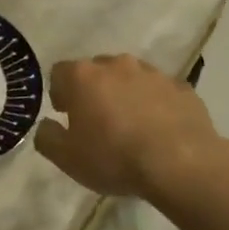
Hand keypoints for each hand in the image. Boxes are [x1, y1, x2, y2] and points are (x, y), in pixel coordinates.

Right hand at [34, 54, 228, 199]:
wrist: (181, 165)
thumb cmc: (114, 157)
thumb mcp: (66, 158)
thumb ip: (47, 137)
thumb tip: (46, 125)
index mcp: (83, 76)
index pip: (59, 72)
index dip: (59, 92)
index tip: (66, 115)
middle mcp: (116, 65)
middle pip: (96, 71)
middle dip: (93, 90)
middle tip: (97, 121)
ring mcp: (152, 73)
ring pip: (130, 78)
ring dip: (126, 95)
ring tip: (131, 126)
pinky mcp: (182, 88)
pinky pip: (160, 92)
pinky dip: (155, 105)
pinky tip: (160, 130)